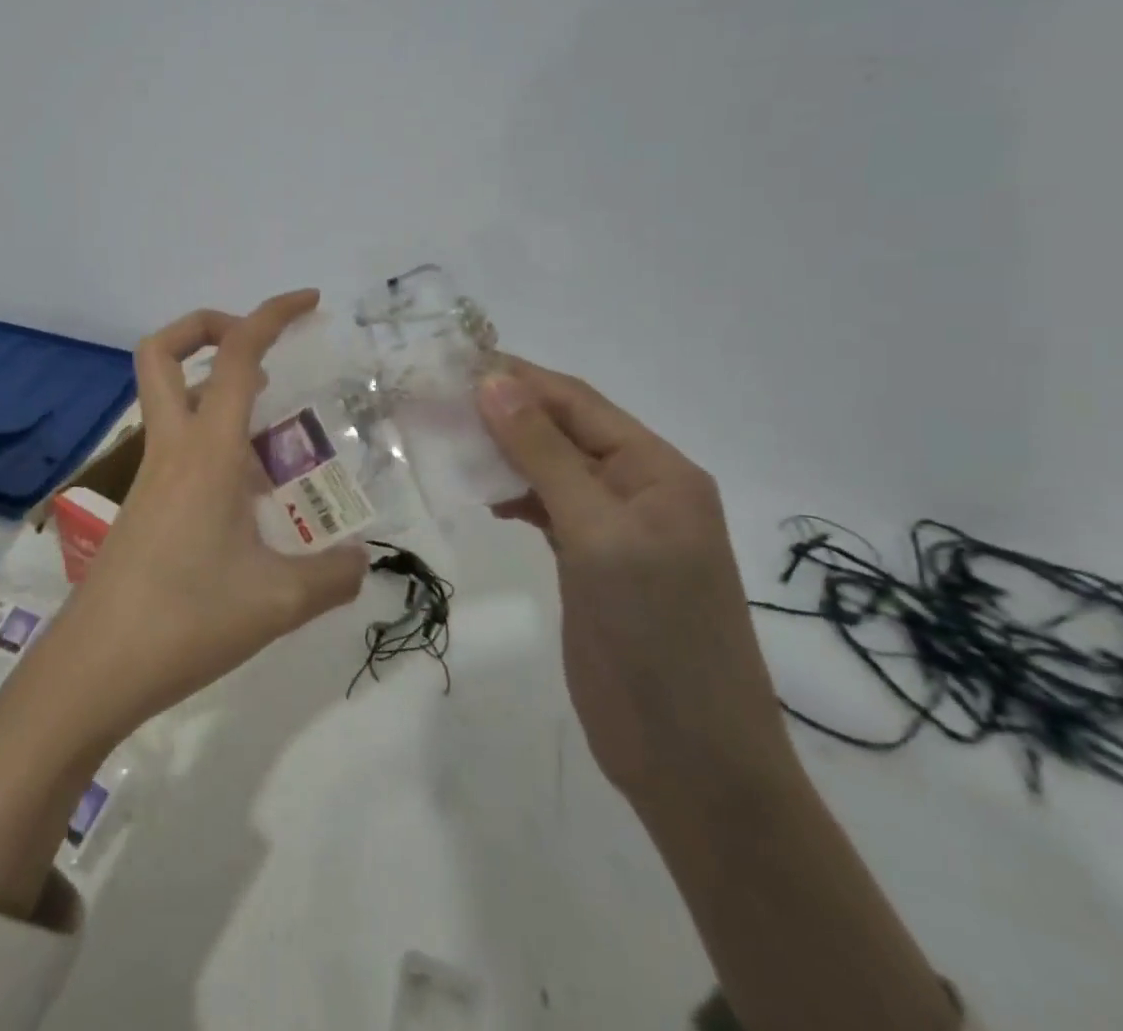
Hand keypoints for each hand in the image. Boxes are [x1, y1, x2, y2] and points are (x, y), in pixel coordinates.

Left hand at [52, 289, 369, 740]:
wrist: (95, 667)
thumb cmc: (186, 620)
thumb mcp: (277, 602)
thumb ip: (332, 576)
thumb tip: (361, 561)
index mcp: (206, 451)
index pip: (237, 356)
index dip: (271, 315)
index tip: (309, 302)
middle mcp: (173, 448)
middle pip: (164, 352)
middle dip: (210, 327)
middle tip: (263, 350)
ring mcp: (151, 474)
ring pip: (172, 397)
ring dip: (218, 386)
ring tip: (275, 425)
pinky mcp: (144, 503)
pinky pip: (178, 443)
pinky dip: (214, 436)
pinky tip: (250, 487)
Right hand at [476, 360, 794, 810]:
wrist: (689, 759)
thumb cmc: (655, 634)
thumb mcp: (599, 533)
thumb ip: (544, 455)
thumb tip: (494, 382)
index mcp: (657, 469)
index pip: (576, 402)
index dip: (517, 378)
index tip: (451, 362)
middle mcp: (637, 487)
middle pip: (561, 430)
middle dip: (501, 411)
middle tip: (433, 398)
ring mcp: (613, 527)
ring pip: (548, 468)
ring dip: (501, 451)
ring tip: (442, 436)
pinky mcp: (590, 561)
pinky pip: (545, 507)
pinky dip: (510, 493)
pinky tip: (477, 490)